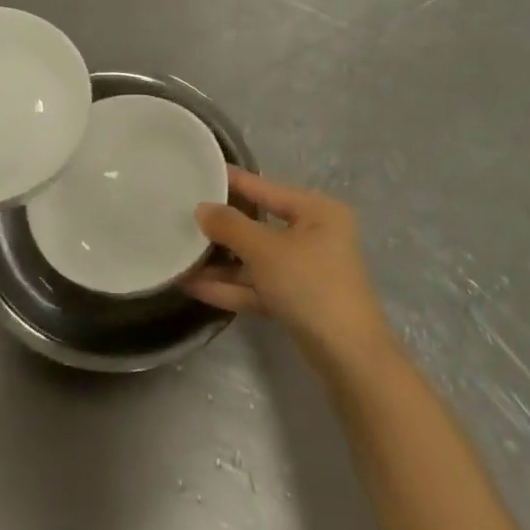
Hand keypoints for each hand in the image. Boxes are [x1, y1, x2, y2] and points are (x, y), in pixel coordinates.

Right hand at [183, 169, 390, 364]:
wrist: (349, 358)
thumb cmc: (311, 285)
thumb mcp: (265, 250)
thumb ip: (230, 226)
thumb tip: (201, 208)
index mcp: (316, 210)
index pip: (264, 187)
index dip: (231, 181)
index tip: (198, 172)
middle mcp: (313, 234)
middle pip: (258, 224)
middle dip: (221, 228)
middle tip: (181, 216)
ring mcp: (305, 270)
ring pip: (255, 259)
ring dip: (221, 262)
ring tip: (180, 256)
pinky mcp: (297, 301)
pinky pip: (259, 285)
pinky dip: (231, 286)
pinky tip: (194, 286)